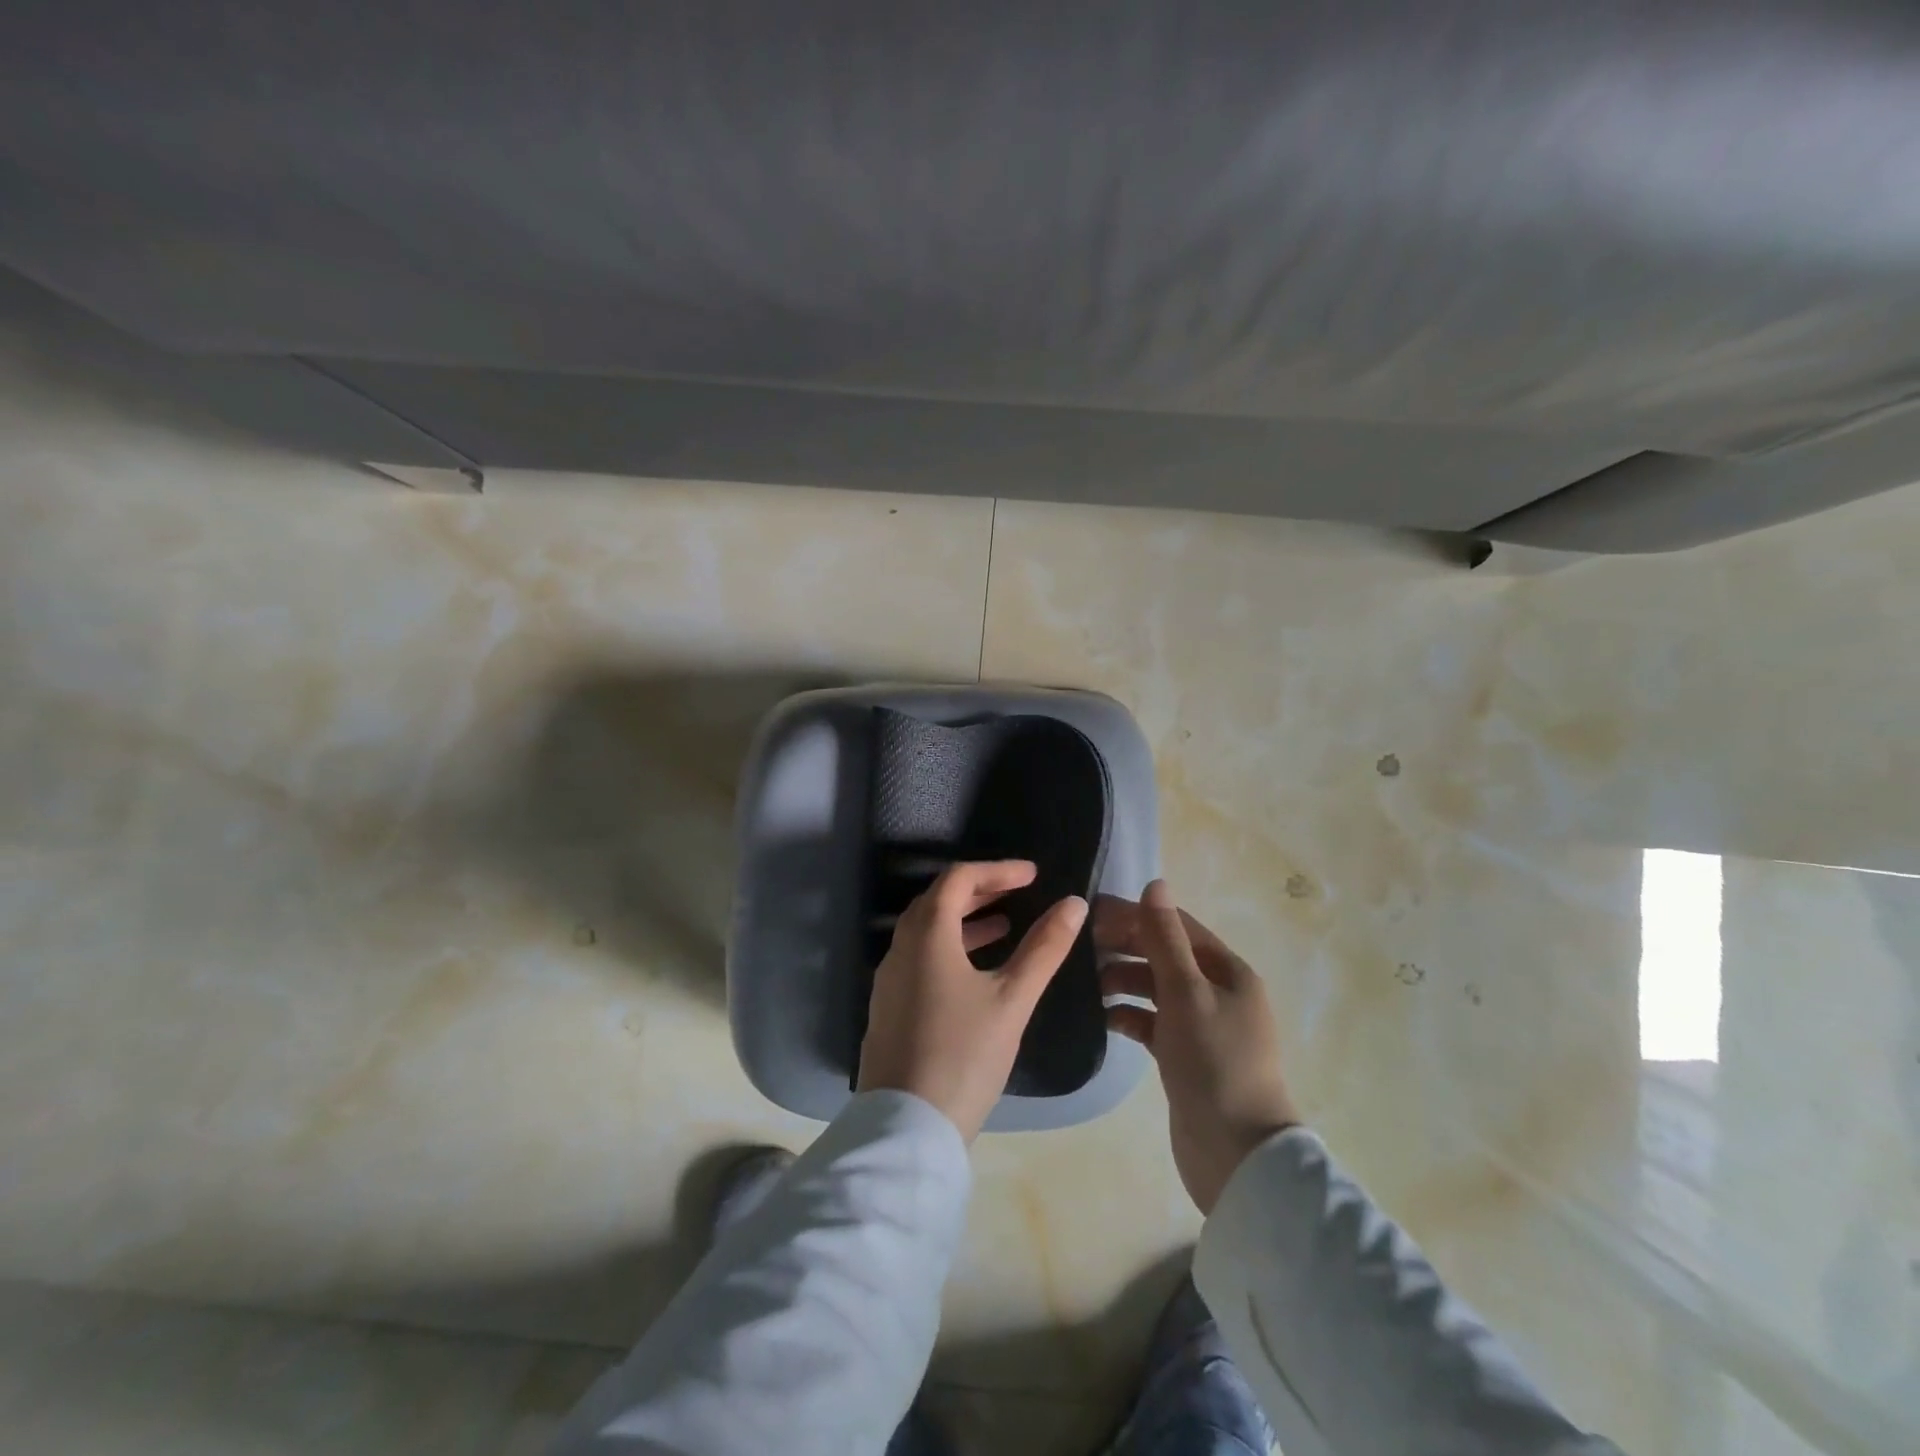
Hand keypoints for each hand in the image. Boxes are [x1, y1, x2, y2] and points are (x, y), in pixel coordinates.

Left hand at [858, 860, 1088, 1141]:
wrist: (907, 1127)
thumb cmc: (964, 1054)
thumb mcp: (1013, 998)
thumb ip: (1044, 948)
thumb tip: (1073, 904)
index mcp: (926, 934)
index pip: (959, 878)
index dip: (997, 870)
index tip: (1033, 875)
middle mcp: (900, 946)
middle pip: (938, 899)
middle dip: (980, 890)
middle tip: (1018, 893)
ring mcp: (889, 978)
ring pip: (926, 929)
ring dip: (965, 919)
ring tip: (1004, 925)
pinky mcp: (888, 1005)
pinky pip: (919, 956)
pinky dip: (949, 946)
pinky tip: (975, 970)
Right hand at [1098, 880, 1300, 1213]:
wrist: (1236, 1155)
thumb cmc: (1214, 1062)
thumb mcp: (1187, 992)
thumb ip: (1165, 939)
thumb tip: (1154, 883)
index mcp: (1228, 971)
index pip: (1176, 925)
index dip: (1136, 915)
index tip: (1091, 912)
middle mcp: (1218, 992)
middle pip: (1165, 955)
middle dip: (1126, 946)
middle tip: (1080, 946)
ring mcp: (1202, 1026)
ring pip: (1156, 988)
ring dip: (1124, 980)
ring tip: (1087, 983)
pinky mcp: (1185, 1056)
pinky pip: (1152, 1022)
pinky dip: (1129, 1015)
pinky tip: (1102, 1017)